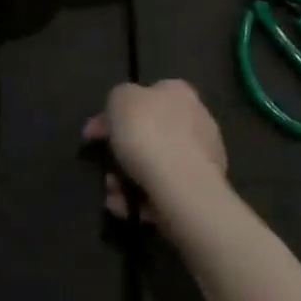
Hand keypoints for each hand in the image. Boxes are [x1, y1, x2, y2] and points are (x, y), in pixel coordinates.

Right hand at [84, 80, 228, 220]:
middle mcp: (196, 120)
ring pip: (154, 165)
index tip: (97, 133)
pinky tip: (127, 207)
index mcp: (180, 93)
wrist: (181, 186)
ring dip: (126, 179)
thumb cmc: (148, 133)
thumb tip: (117, 116)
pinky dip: (142, 199)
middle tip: (103, 165)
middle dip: (122, 151)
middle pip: (150, 133)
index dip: (119, 112)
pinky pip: (163, 190)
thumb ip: (117, 99)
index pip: (148, 95)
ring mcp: (202, 157)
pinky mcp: (201, 191)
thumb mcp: (119, 99)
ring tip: (112, 193)